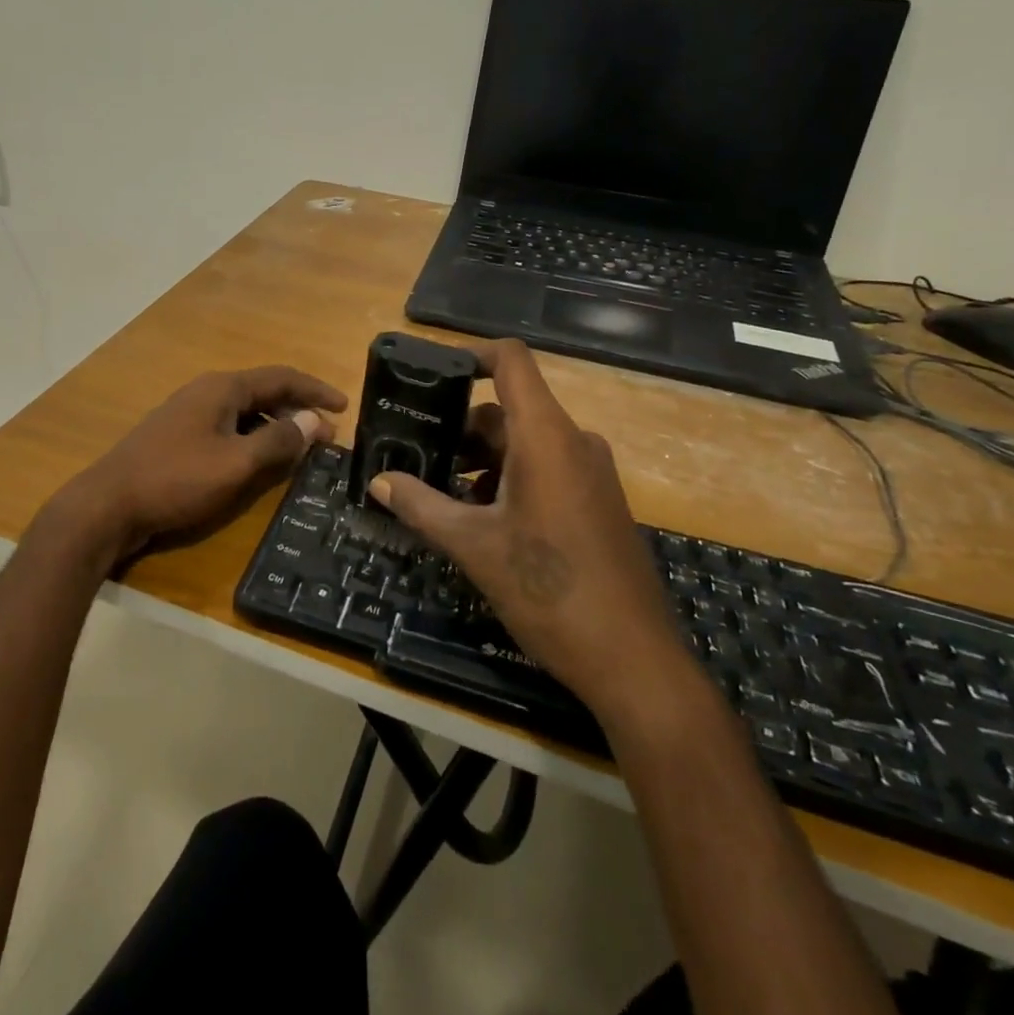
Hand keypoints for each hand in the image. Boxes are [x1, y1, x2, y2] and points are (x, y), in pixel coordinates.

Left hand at [45, 366, 347, 575]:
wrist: (107, 505)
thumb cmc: (176, 480)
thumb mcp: (235, 465)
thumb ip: (277, 442)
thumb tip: (313, 422)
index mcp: (223, 389)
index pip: (281, 377)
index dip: (315, 390)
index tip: (344, 407)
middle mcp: (207, 392)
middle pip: (263, 392)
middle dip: (297, 410)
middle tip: (325, 437)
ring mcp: (189, 414)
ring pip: (244, 412)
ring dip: (274, 426)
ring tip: (299, 451)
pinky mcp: (178, 437)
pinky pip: (227, 428)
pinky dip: (251, 439)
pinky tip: (258, 462)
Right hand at [368, 339, 696, 725]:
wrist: (633, 661)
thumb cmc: (549, 590)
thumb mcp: (474, 547)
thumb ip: (422, 506)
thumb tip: (380, 481)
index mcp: (546, 437)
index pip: (511, 361)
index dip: (470, 353)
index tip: (429, 372)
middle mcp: (573, 442)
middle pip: (509, 409)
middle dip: (460, 428)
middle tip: (415, 452)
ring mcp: (590, 473)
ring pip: (524, 443)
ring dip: (481, 460)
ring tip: (440, 492)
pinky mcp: (597, 502)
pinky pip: (545, 469)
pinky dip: (508, 479)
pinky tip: (481, 520)